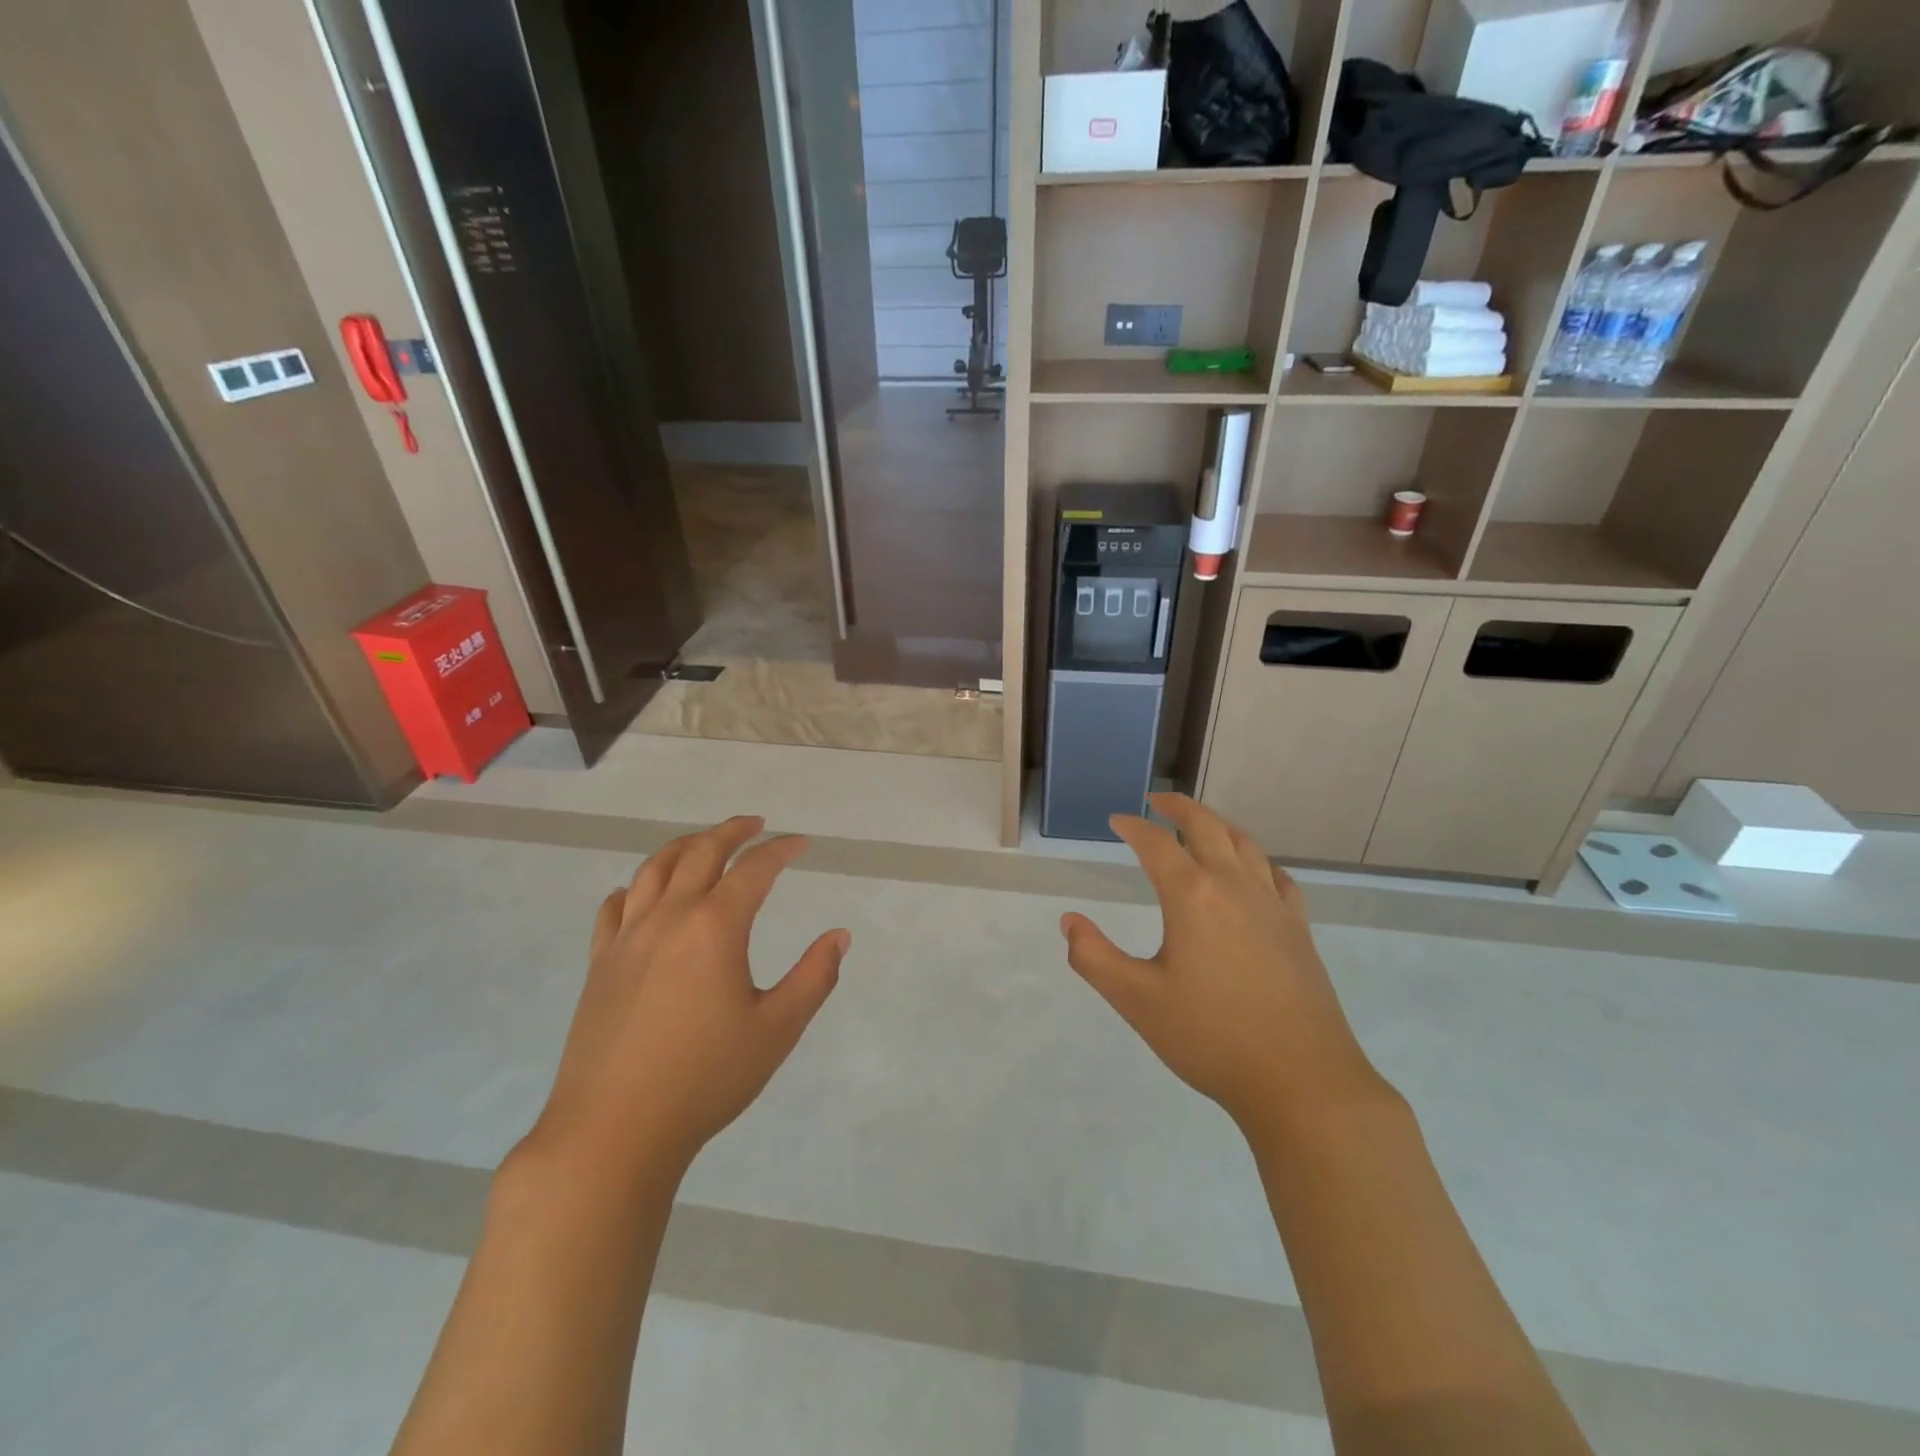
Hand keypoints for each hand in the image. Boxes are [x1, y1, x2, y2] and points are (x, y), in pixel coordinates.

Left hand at [528, 816, 847, 1180]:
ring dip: (684, 846)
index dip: (781, 850)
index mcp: (715, 928)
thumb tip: (839, 936)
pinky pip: (616, 908)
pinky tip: (643, 894)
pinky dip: (636, 887)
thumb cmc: (706, 1080)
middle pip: (700, 853)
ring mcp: (628, 939)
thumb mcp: (777, 1030)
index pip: (754, 869)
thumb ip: (814, 977)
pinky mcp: (601, 964)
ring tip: (704, 842)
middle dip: (731, 832)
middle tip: (755, 824)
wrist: (613, 1132)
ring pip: (654, 870)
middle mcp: (669, 918)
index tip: (801, 844)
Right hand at [1062, 794, 1384, 1131]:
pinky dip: (1256, 859)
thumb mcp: (1137, 1001)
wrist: (1302, 1082)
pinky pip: (1276, 876)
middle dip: (1179, 808)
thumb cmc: (1211, 1038)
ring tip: (1200, 825)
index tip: (1116, 821)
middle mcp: (1234, 887)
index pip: (1157, 845)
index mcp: (1192, 897)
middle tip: (1157, 802)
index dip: (1133, 827)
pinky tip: (1253, 870)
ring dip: (1218, 825)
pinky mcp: (1299, 929)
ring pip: (1245, 845)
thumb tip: (1069, 921)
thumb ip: (1094, 957)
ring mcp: (1273, 906)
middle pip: (1207, 827)